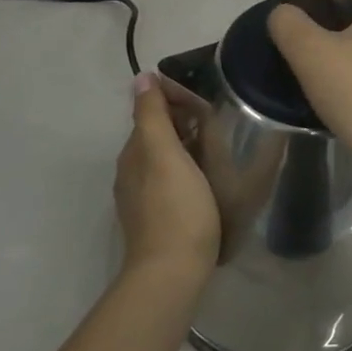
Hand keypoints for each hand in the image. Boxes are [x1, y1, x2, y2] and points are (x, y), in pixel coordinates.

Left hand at [114, 75, 219, 279]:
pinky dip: (189, 169)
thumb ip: (152, 115)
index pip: (150, 111)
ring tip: (220, 146)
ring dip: (188, 146)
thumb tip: (141, 77)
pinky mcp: (159, 218)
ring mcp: (143, 198)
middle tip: (219, 121)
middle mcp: (132, 172)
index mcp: (133, 153)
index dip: (175, 100)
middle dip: (183, 122)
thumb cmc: (175, 207)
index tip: (206, 102)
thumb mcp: (164, 153)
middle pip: (158, 135)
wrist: (172, 272)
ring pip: (166, 158)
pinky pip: (172, 180)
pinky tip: (208, 177)